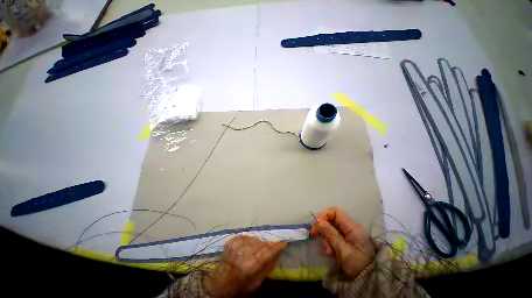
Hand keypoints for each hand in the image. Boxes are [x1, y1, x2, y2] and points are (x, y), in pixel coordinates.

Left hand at [204, 236, 286, 297]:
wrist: (218, 285)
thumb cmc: (239, 287)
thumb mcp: (256, 284)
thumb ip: (267, 267)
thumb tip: (277, 253)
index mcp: (249, 266)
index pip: (267, 251)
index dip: (277, 245)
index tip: (285, 241)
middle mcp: (242, 253)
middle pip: (261, 243)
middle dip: (268, 244)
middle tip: (271, 246)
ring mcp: (235, 245)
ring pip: (254, 238)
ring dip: (258, 242)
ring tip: (257, 249)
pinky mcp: (231, 241)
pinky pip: (246, 236)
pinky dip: (249, 240)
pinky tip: (247, 246)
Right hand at [310, 207, 374, 278]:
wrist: (369, 280)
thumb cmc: (358, 264)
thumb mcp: (343, 249)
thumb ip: (330, 234)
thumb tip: (318, 221)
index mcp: (352, 226)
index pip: (335, 212)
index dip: (324, 215)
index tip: (317, 224)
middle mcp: (349, 228)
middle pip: (331, 220)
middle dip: (323, 228)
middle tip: (315, 235)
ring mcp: (347, 235)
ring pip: (330, 229)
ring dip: (326, 238)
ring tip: (328, 251)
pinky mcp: (345, 242)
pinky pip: (333, 237)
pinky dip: (329, 243)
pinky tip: (330, 253)